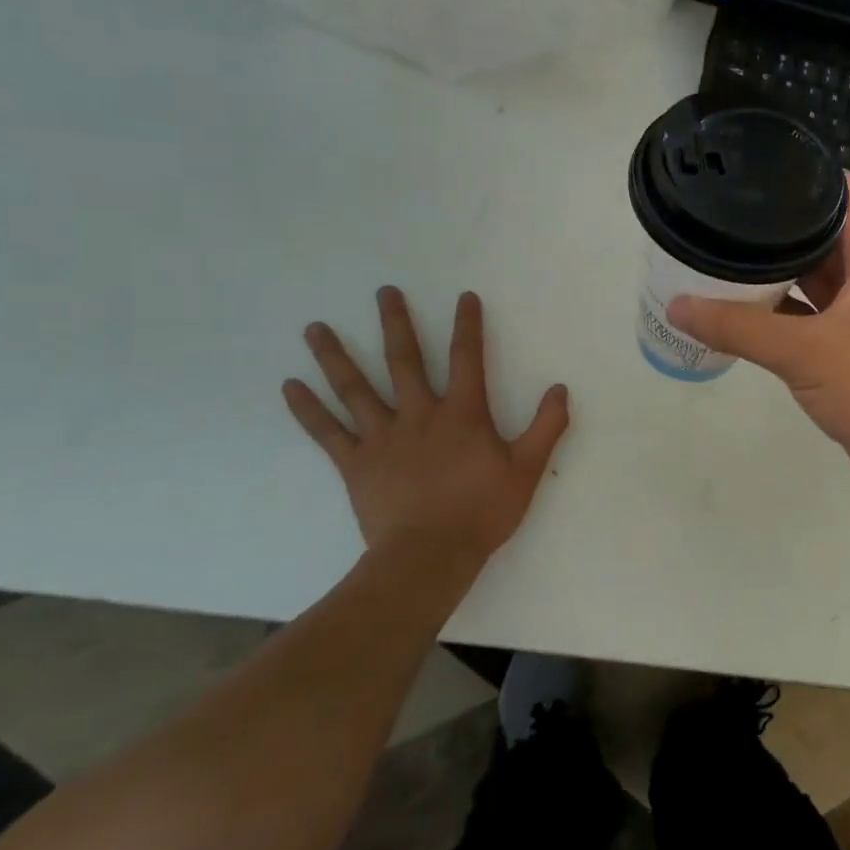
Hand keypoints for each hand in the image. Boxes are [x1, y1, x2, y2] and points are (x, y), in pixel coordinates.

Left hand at [283, 288, 569, 578]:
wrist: (429, 557)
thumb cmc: (482, 511)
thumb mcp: (528, 469)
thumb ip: (546, 426)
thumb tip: (560, 388)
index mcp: (462, 414)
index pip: (467, 358)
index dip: (468, 325)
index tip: (464, 297)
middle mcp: (419, 415)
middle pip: (404, 360)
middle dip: (396, 323)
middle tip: (384, 292)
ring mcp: (383, 437)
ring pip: (355, 389)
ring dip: (335, 356)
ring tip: (314, 328)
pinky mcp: (356, 463)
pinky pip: (327, 431)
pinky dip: (308, 408)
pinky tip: (289, 386)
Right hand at [668, 177, 849, 487]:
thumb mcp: (803, 352)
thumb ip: (739, 329)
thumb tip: (678, 306)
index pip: (847, 194)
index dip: (811, 172)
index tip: (763, 167)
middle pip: (823, 234)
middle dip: (780, 225)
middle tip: (728, 214)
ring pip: (814, 278)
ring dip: (778, 271)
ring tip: (726, 255)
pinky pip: (810, 315)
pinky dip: (781, 311)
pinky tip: (744, 311)